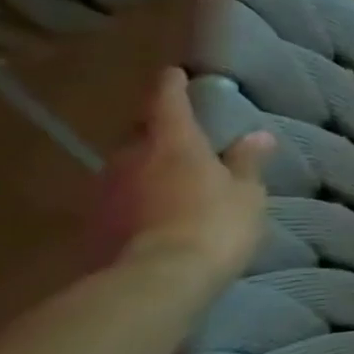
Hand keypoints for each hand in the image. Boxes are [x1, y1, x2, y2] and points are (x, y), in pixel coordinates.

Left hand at [96, 68, 274, 289]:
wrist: (158, 280)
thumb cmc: (215, 225)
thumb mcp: (247, 195)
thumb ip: (247, 164)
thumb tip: (258, 136)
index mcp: (173, 142)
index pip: (168, 101)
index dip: (172, 86)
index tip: (174, 73)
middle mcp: (132, 156)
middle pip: (140, 133)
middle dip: (157, 132)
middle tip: (178, 137)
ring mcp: (107, 190)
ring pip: (126, 166)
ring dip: (144, 168)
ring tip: (168, 179)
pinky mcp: (95, 223)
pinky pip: (119, 199)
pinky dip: (135, 199)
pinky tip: (153, 213)